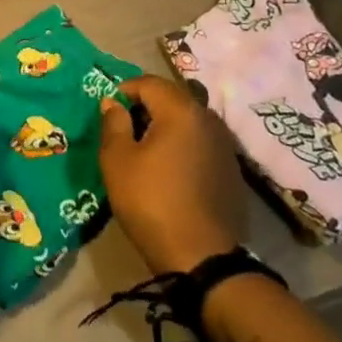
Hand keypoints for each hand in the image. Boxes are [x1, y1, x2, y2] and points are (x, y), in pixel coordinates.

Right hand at [98, 74, 246, 273]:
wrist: (202, 259)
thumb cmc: (151, 202)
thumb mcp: (117, 161)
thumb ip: (113, 123)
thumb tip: (113, 103)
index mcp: (181, 111)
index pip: (148, 83)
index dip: (124, 90)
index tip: (109, 111)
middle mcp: (208, 119)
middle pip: (172, 97)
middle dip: (146, 105)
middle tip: (124, 129)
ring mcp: (224, 145)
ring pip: (188, 119)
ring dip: (165, 124)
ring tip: (146, 149)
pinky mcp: (231, 169)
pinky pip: (201, 141)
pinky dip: (182, 144)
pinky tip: (170, 169)